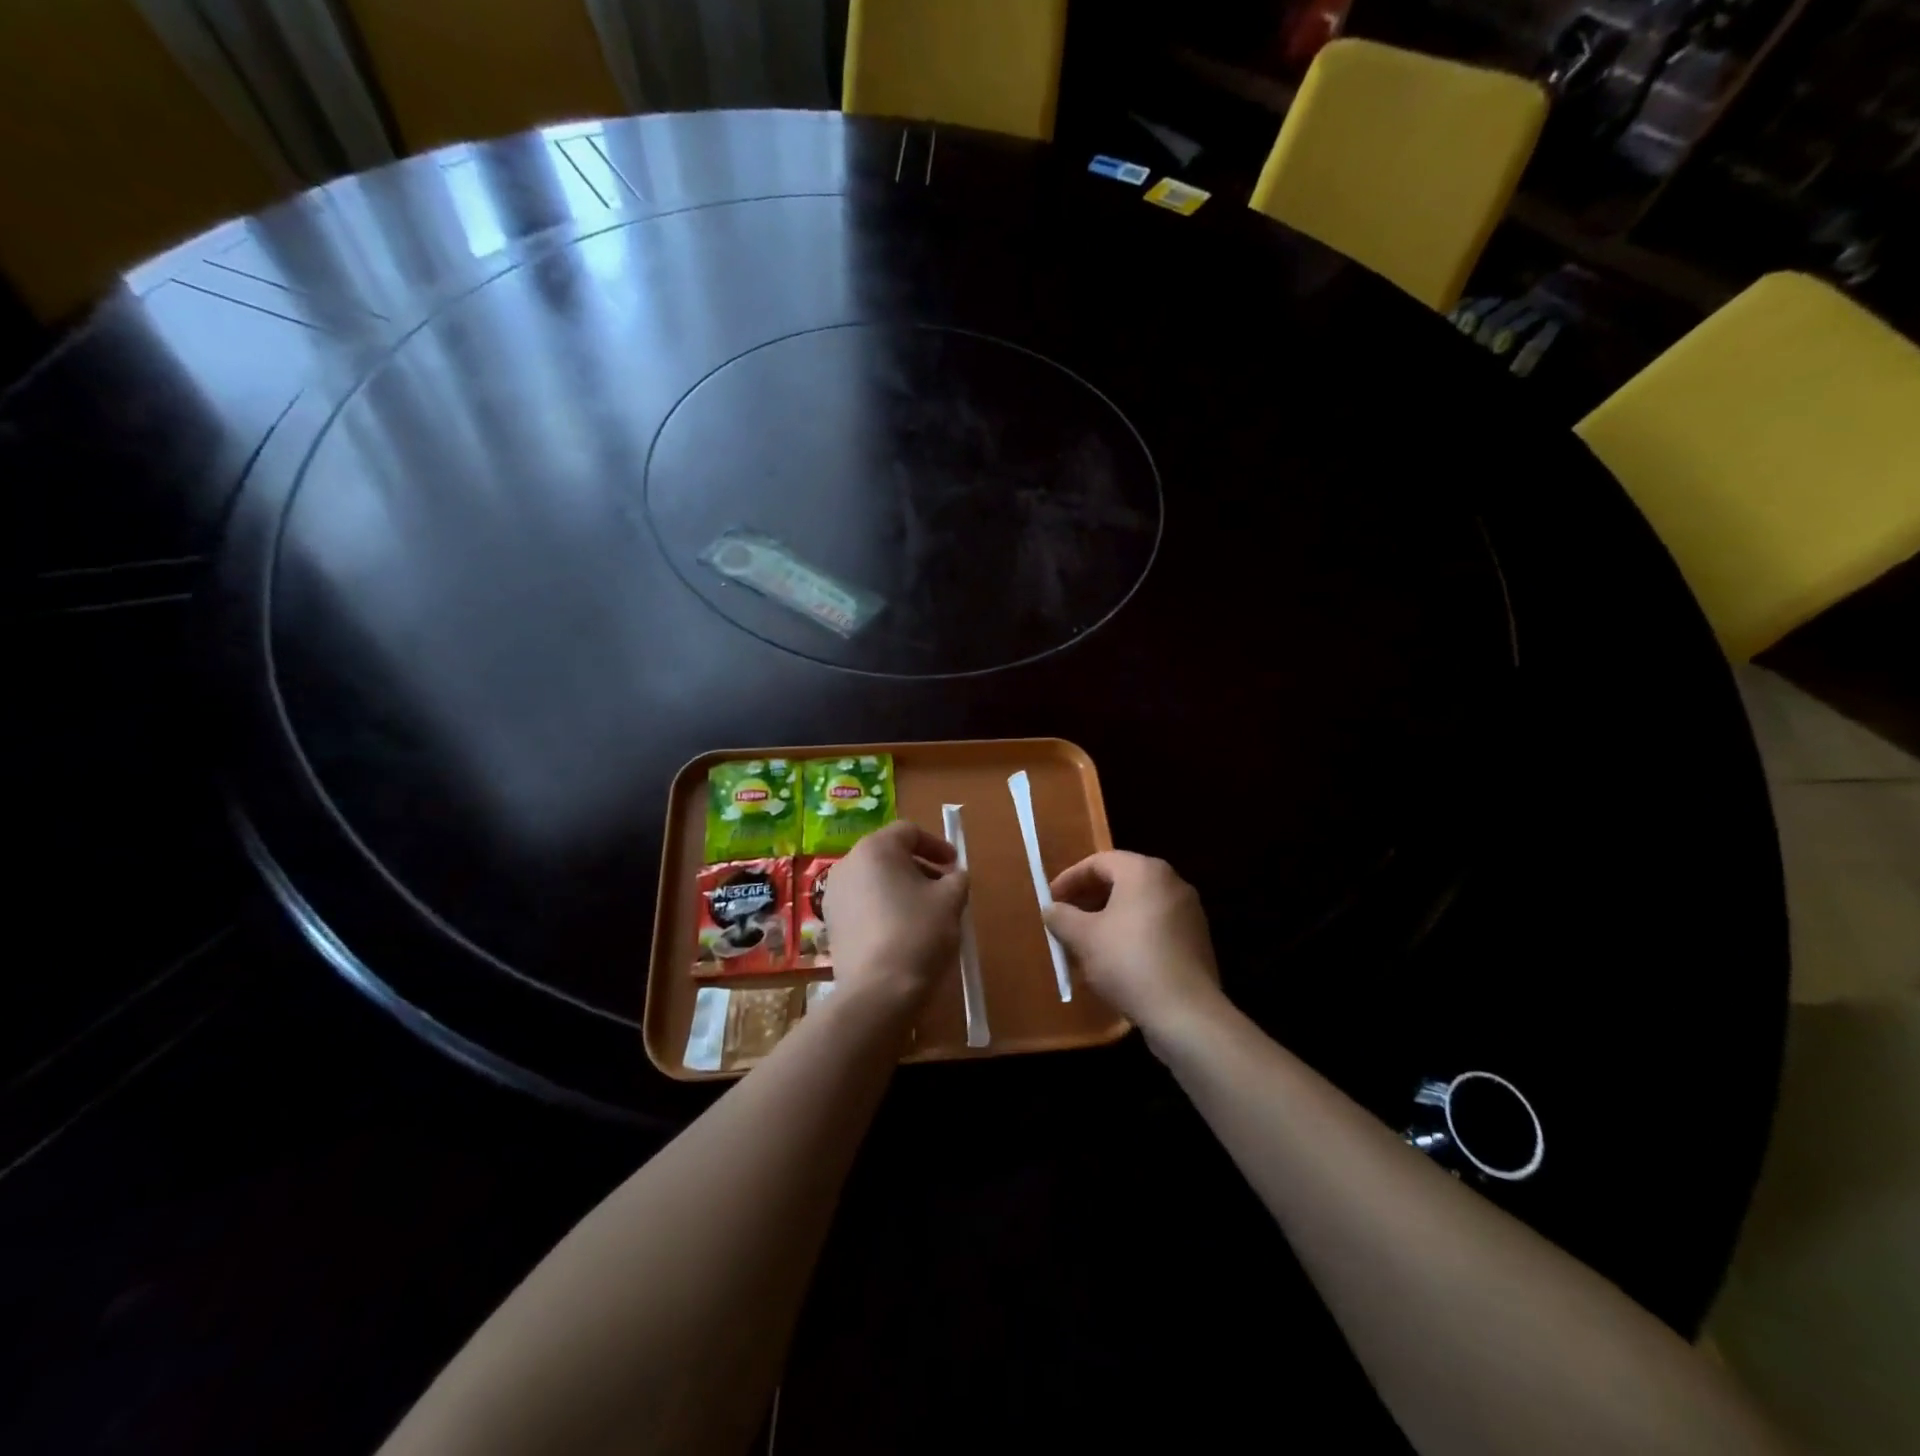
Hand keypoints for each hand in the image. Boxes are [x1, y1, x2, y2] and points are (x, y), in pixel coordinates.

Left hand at [823, 821, 968, 1012]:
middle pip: (888, 855)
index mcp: (875, 848)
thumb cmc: (918, 932)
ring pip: (874, 880)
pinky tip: (902, 931)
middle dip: (919, 867)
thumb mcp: (951, 900)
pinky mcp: (831, 924)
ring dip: (901, 888)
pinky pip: (862, 904)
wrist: (878, 990)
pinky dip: (883, 907)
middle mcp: (848, 864)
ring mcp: (834, 895)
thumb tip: (953, 877)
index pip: (908, 832)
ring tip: (925, 912)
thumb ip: (956, 879)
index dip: (936, 845)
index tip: (954, 865)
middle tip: (943, 888)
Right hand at [1046, 852, 1223, 1044]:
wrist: (1186, 1013)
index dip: (1070, 878)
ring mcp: (1189, 912)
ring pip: (1138, 904)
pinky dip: (1131, 932)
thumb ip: (1062, 917)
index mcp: (1144, 871)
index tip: (1050, 900)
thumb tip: (1051, 909)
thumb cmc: (1129, 962)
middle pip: (1121, 880)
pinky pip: (1155, 925)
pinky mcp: (1197, 940)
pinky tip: (1115, 959)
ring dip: (1109, 917)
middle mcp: (1171, 882)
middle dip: (1089, 898)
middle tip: (1066, 918)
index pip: (1099, 862)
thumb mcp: (1084, 938)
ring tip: (1086, 941)